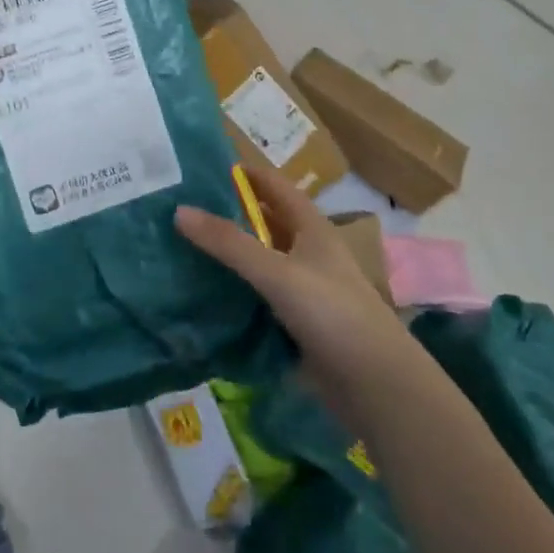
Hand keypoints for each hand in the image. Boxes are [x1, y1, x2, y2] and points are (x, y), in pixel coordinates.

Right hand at [175, 156, 422, 422]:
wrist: (375, 384)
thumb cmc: (333, 313)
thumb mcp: (277, 272)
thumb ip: (229, 243)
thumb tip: (179, 210)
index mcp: (311, 228)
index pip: (274, 185)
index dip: (244, 173)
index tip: (200, 167)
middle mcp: (306, 252)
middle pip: (262, 223)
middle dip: (226, 214)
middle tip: (178, 209)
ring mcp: (302, 289)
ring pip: (257, 262)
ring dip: (227, 255)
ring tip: (178, 246)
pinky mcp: (295, 322)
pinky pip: (256, 297)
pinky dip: (233, 291)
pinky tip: (201, 293)